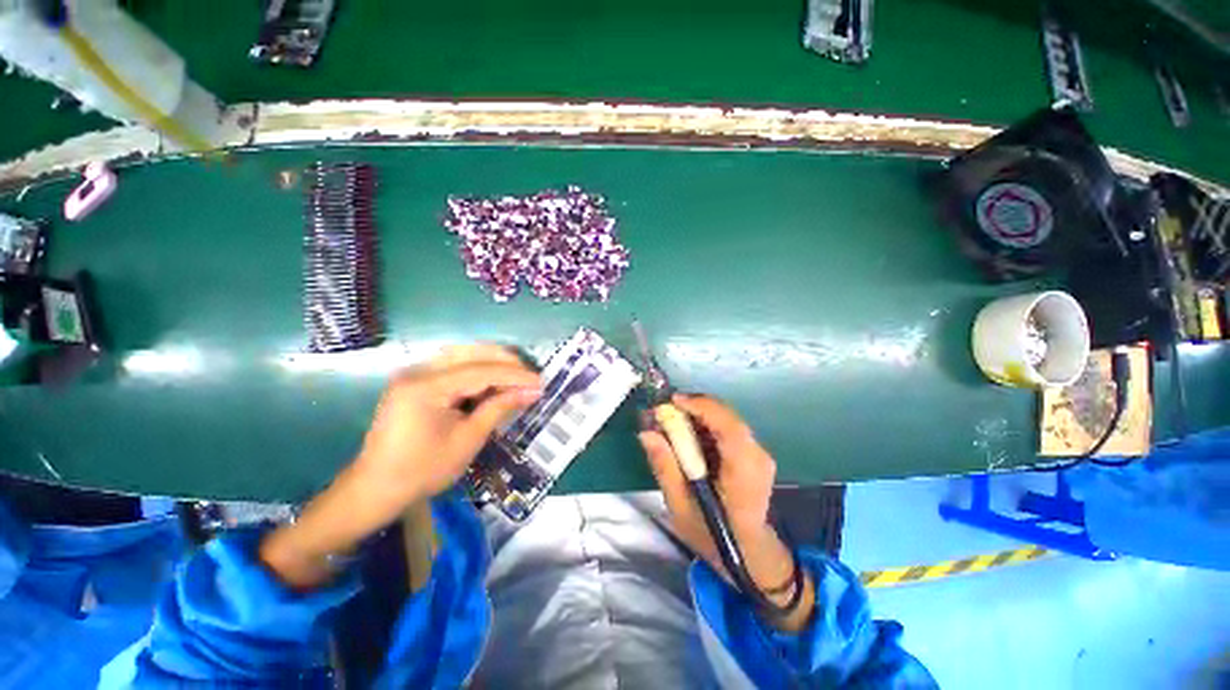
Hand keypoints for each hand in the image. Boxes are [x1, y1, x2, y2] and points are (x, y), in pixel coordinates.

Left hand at [261, 344, 540, 589]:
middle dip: (505, 362)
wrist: (376, 489)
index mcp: (426, 387)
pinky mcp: (416, 381)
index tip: (540, 382)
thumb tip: (531, 391)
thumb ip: (499, 408)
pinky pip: (453, 365)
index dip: (514, 375)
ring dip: (493, 362)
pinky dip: (478, 369)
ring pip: (463, 354)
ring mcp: (414, 374)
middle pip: (471, 352)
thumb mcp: (468, 440)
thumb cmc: (423, 471)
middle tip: (531, 376)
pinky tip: (493, 380)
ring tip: (517, 375)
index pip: (480, 371)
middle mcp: (418, 371)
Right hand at [639, 394, 814, 630]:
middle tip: (664, 411)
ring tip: (671, 423)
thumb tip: (647, 432)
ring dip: (697, 415)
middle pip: (726, 417)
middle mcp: (758, 456)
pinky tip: (687, 436)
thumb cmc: (714, 536)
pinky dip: (704, 424)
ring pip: (725, 418)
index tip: (672, 401)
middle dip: (693, 407)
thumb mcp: (681, 508)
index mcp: (744, 472)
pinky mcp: (753, 452)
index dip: (701, 407)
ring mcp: (759, 452)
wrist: (750, 553)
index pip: (729, 427)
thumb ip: (665, 468)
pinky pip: (726, 427)